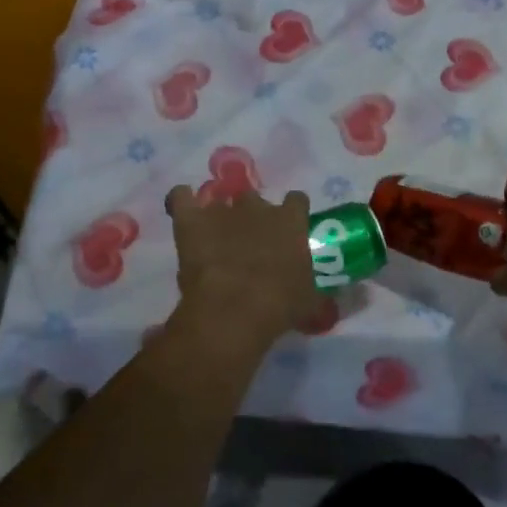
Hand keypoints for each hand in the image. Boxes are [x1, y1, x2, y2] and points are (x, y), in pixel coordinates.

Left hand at [164, 186, 325, 350]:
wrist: (235, 309)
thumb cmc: (280, 305)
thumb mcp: (309, 302)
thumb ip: (315, 292)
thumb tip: (325, 301)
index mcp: (291, 222)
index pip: (297, 201)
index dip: (291, 213)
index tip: (288, 230)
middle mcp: (258, 208)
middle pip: (255, 199)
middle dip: (252, 215)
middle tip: (249, 242)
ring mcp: (222, 210)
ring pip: (219, 198)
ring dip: (217, 214)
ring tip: (213, 236)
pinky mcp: (190, 220)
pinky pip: (180, 197)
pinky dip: (182, 202)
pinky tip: (183, 212)